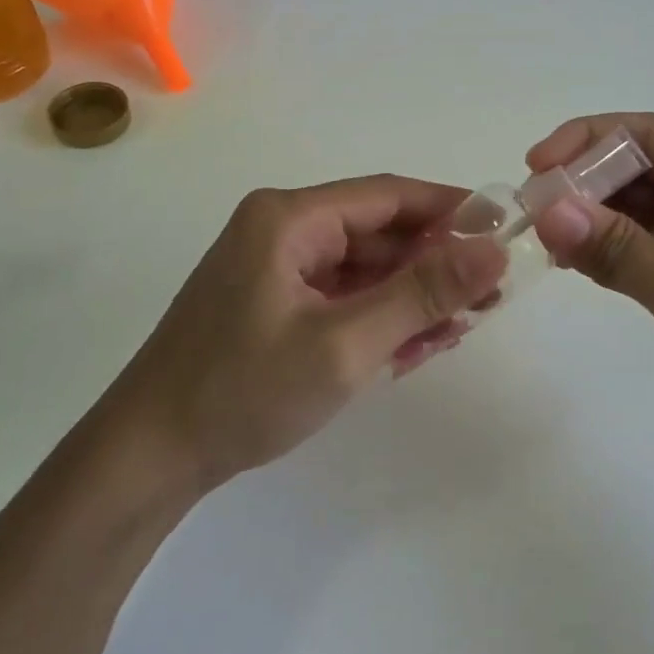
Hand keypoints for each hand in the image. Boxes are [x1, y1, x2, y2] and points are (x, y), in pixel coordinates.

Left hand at [104, 176, 507, 490]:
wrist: (149, 458)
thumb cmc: (243, 392)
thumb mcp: (345, 344)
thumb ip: (422, 294)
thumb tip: (494, 250)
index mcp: (289, 218)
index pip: (389, 196)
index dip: (451, 209)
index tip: (504, 233)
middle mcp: (282, 229)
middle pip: (378, 233)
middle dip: (434, 265)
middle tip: (489, 298)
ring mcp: (275, 268)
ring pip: (363, 268)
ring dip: (410, 296)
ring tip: (458, 329)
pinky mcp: (273, 302)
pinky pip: (340, 296)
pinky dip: (377, 317)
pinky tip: (412, 348)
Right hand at [528, 113, 653, 468]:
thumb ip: (618, 248)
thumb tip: (545, 210)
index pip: (651, 134)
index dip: (586, 143)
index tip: (534, 169)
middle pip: (639, 164)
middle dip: (583, 182)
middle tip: (528, 209)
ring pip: (634, 202)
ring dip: (588, 214)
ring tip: (538, 235)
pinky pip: (639, 239)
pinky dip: (603, 245)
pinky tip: (566, 258)